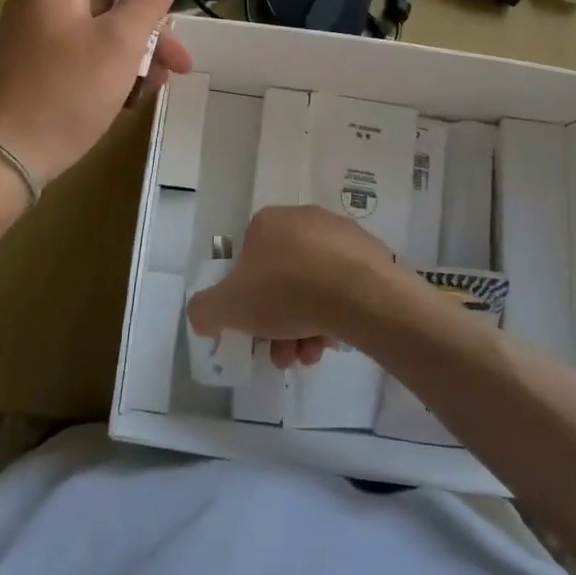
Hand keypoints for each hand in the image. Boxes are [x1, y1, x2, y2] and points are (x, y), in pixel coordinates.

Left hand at [0, 0, 191, 184]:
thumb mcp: (121, 42)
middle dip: (149, 28)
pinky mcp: (28, 68)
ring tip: (157, 86)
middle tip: (180, 60)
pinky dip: (105, 68)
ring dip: (133, 53)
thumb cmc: (70, 91)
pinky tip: (127, 99)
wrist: (8, 155)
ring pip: (95, 31)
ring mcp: (30, 36)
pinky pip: (76, 54)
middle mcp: (38, 1)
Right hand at [187, 206, 400, 368]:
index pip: (248, 260)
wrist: (359, 293)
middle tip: (283, 353)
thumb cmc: (286, 291)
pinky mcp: (370, 255)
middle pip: (282, 278)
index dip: (246, 300)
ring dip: (306, 325)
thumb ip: (205, 310)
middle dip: (278, 322)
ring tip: (310, 355)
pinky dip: (335, 313)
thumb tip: (206, 315)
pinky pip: (343, 287)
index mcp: (267, 222)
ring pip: (313, 286)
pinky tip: (335, 340)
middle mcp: (303, 219)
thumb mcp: (227, 307)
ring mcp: (340, 235)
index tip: (253, 330)